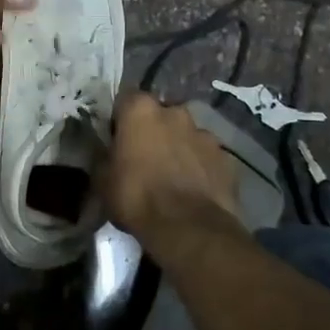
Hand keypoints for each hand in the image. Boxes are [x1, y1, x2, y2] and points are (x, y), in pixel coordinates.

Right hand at [103, 92, 245, 264]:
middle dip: (154, 131)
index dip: (121, 119)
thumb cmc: (137, 198)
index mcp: (140, 110)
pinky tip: (194, 190)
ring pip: (187, 135)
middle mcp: (175, 113)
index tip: (118, 140)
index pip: (126, 100)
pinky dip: (200, 167)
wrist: (188, 228)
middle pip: (161, 115)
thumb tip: (105, 153)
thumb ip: (104, 157)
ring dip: (179, 148)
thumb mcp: (103, 180)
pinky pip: (207, 157)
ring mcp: (204, 134)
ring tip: (173, 177)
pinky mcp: (226, 158)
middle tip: (145, 158)